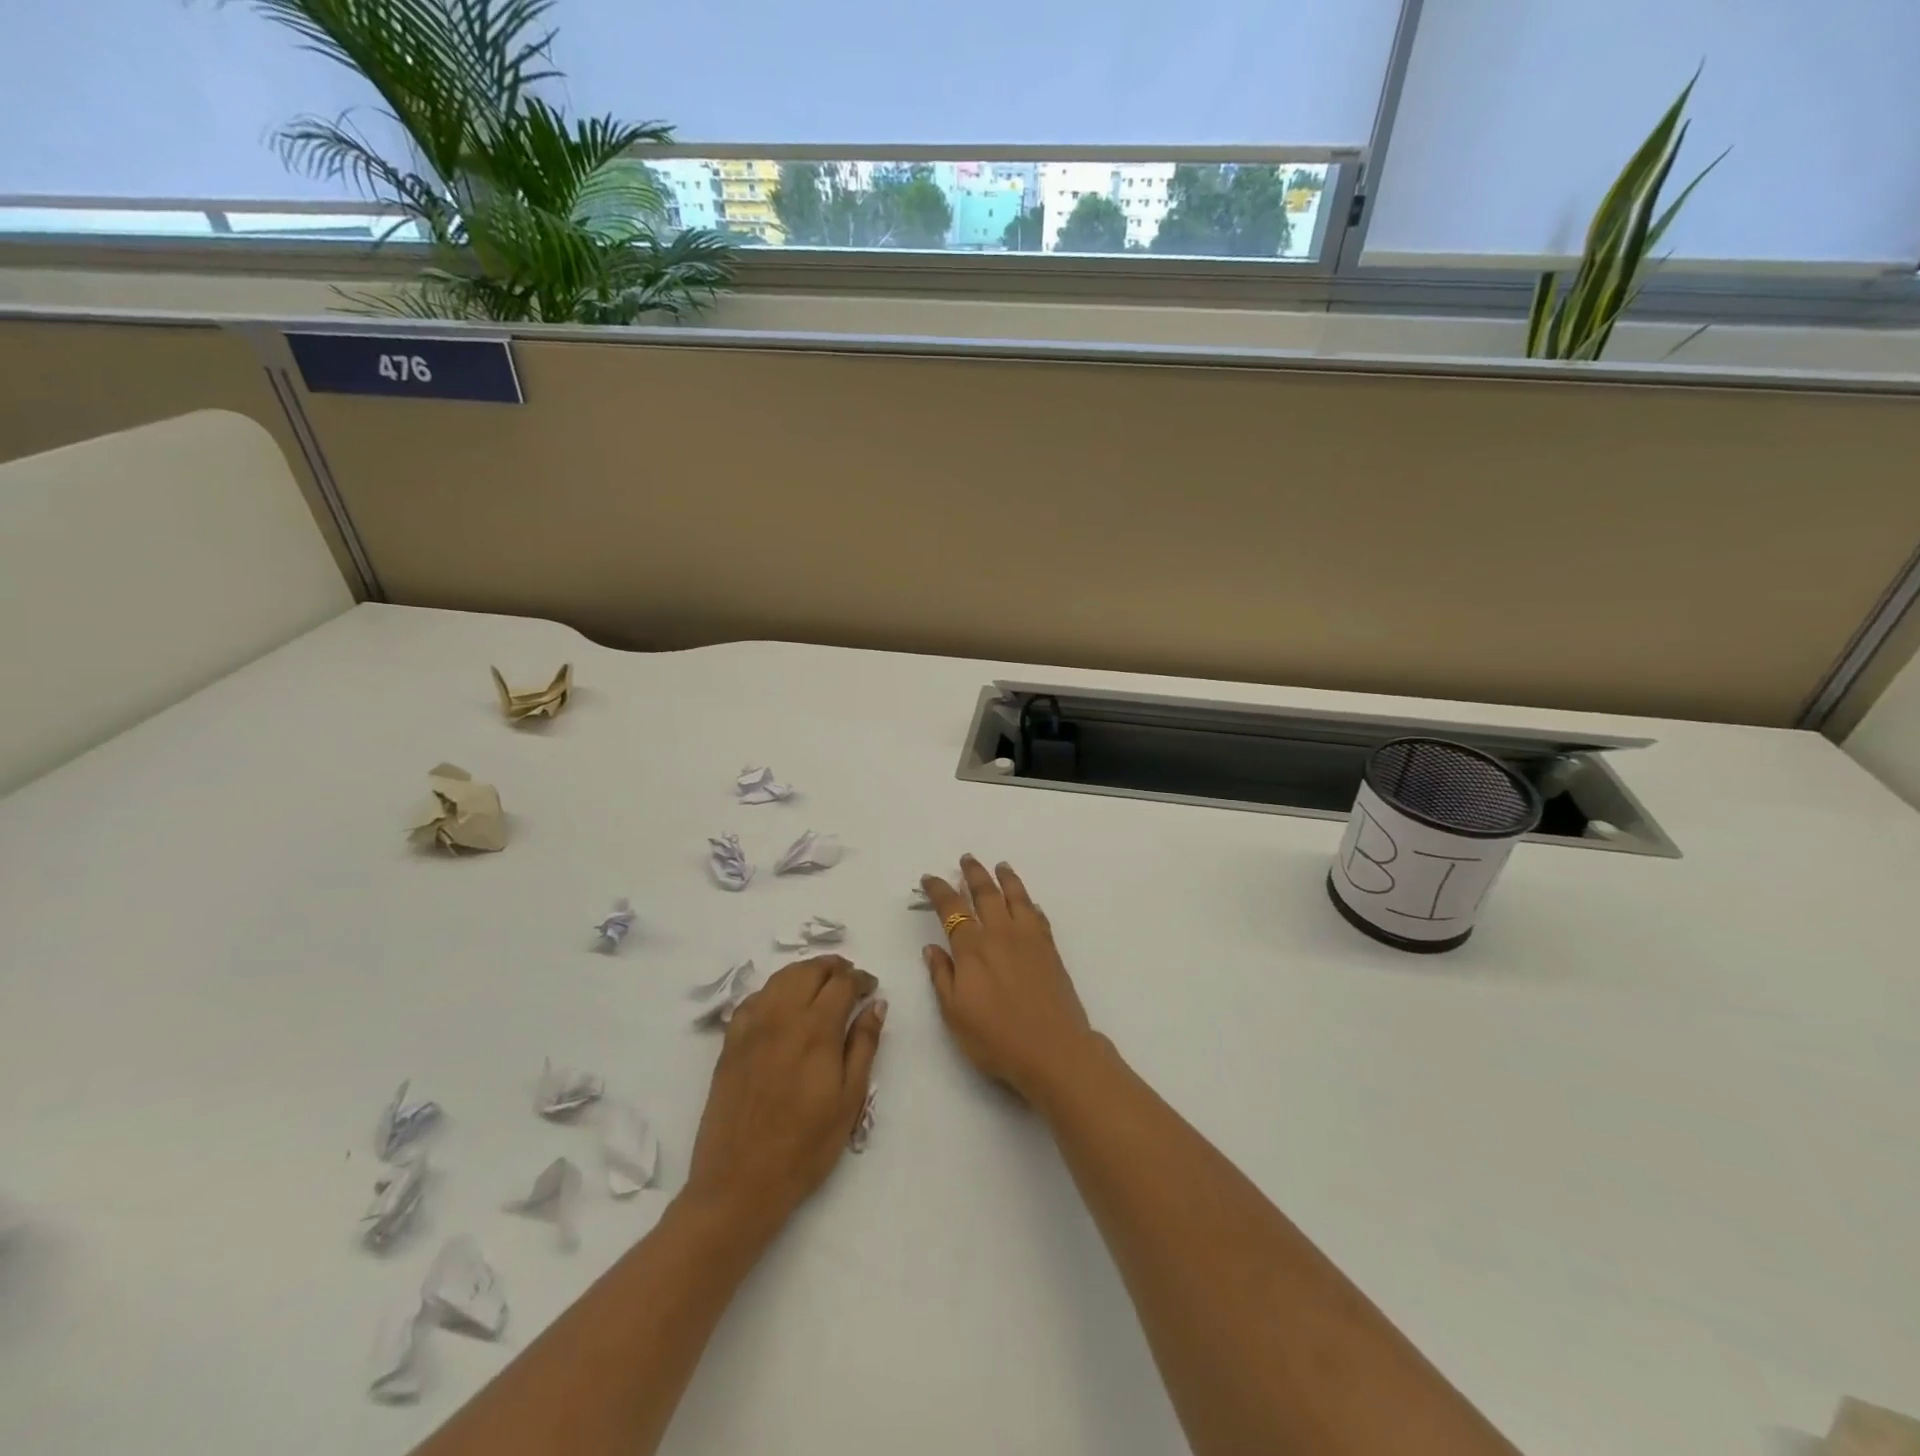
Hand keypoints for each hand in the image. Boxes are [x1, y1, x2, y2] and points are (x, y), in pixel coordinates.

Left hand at [685, 956, 884, 1235]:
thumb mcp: (849, 1100)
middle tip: (849, 980)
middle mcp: (782, 1016)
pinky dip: (774, 991)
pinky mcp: (730, 1042)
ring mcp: (751, 1027)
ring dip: (805, 973)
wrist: (739, 1183)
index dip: (861, 979)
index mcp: (816, 1029)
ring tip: (820, 986)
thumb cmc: (805, 1147)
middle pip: (810, 970)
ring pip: (780, 978)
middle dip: (834, 968)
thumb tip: (876, 1005)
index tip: (871, 988)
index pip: (842, 983)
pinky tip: (783, 1005)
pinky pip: (754, 999)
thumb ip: (864, 1045)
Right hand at [921, 856, 1095, 1105]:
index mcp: (972, 949)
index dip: (938, 890)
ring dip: (1006, 878)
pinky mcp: (1050, 949)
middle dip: (974, 873)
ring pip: (1016, 897)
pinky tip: (1029, 903)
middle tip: (966, 859)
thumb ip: (942, 977)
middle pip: (986, 893)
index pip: (951, 908)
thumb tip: (932, 949)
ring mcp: (1029, 939)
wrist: (1055, 1050)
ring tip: (1000, 866)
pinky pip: (1038, 916)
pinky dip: (1030, 904)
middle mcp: (1000, 934)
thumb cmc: (997, 1039)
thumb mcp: (955, 1015)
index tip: (929, 878)